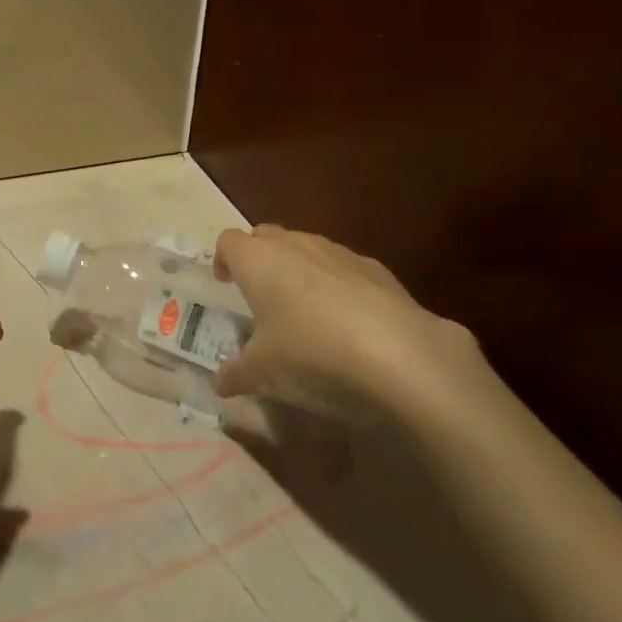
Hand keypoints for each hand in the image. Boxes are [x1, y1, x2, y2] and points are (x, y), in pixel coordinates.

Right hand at [211, 226, 484, 411]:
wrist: (401, 355)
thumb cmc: (310, 352)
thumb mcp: (263, 372)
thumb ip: (237, 373)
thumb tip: (220, 384)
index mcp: (256, 259)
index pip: (228, 242)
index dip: (224, 260)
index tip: (226, 285)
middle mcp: (294, 244)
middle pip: (267, 236)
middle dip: (260, 258)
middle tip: (261, 294)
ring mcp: (339, 252)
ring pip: (308, 249)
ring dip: (300, 269)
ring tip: (306, 310)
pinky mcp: (379, 270)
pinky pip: (346, 269)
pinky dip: (340, 285)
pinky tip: (350, 322)